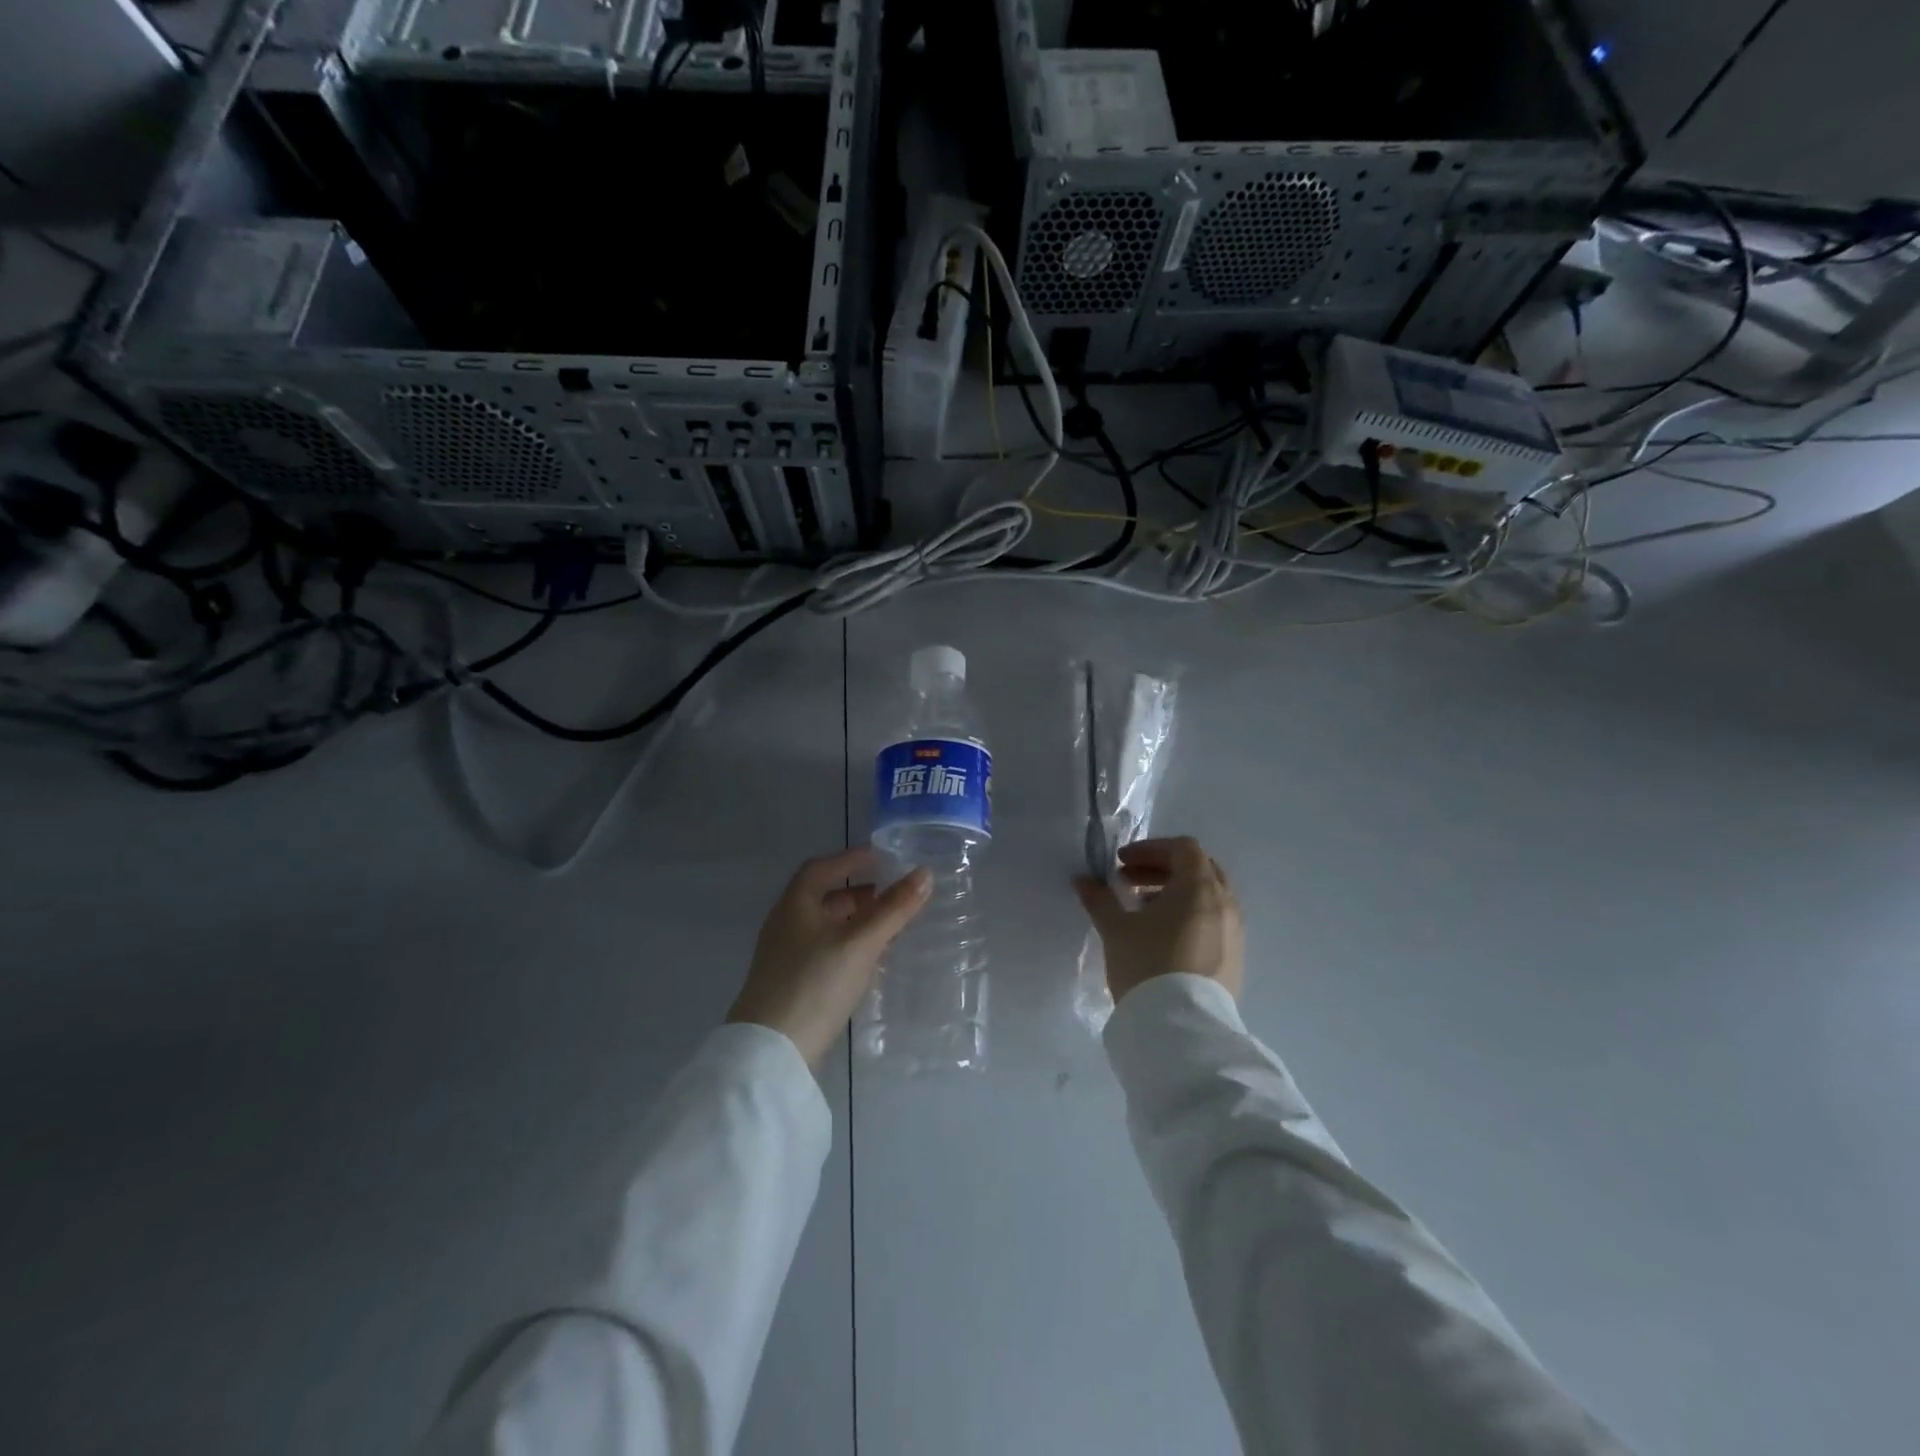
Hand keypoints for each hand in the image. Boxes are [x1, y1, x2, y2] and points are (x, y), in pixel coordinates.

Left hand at [729, 847, 931, 1067]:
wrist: (772, 1052)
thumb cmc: (816, 983)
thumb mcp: (861, 942)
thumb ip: (894, 908)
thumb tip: (925, 873)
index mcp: (795, 904)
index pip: (822, 868)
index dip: (852, 859)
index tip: (883, 857)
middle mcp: (786, 924)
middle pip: (823, 897)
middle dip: (858, 892)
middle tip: (893, 892)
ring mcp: (785, 957)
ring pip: (825, 926)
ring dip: (855, 920)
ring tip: (888, 924)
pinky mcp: (792, 984)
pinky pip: (824, 951)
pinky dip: (848, 945)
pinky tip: (869, 960)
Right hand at [1074, 837, 1244, 1004]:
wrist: (1181, 1028)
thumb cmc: (1147, 965)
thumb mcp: (1115, 929)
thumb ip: (1099, 899)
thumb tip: (1082, 880)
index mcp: (1199, 888)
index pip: (1182, 848)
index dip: (1150, 849)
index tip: (1121, 864)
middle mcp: (1224, 904)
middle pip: (1198, 869)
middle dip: (1162, 869)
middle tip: (1128, 882)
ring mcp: (1234, 932)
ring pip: (1207, 897)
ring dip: (1174, 893)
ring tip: (1142, 910)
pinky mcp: (1234, 958)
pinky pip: (1213, 921)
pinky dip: (1188, 916)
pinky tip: (1162, 937)